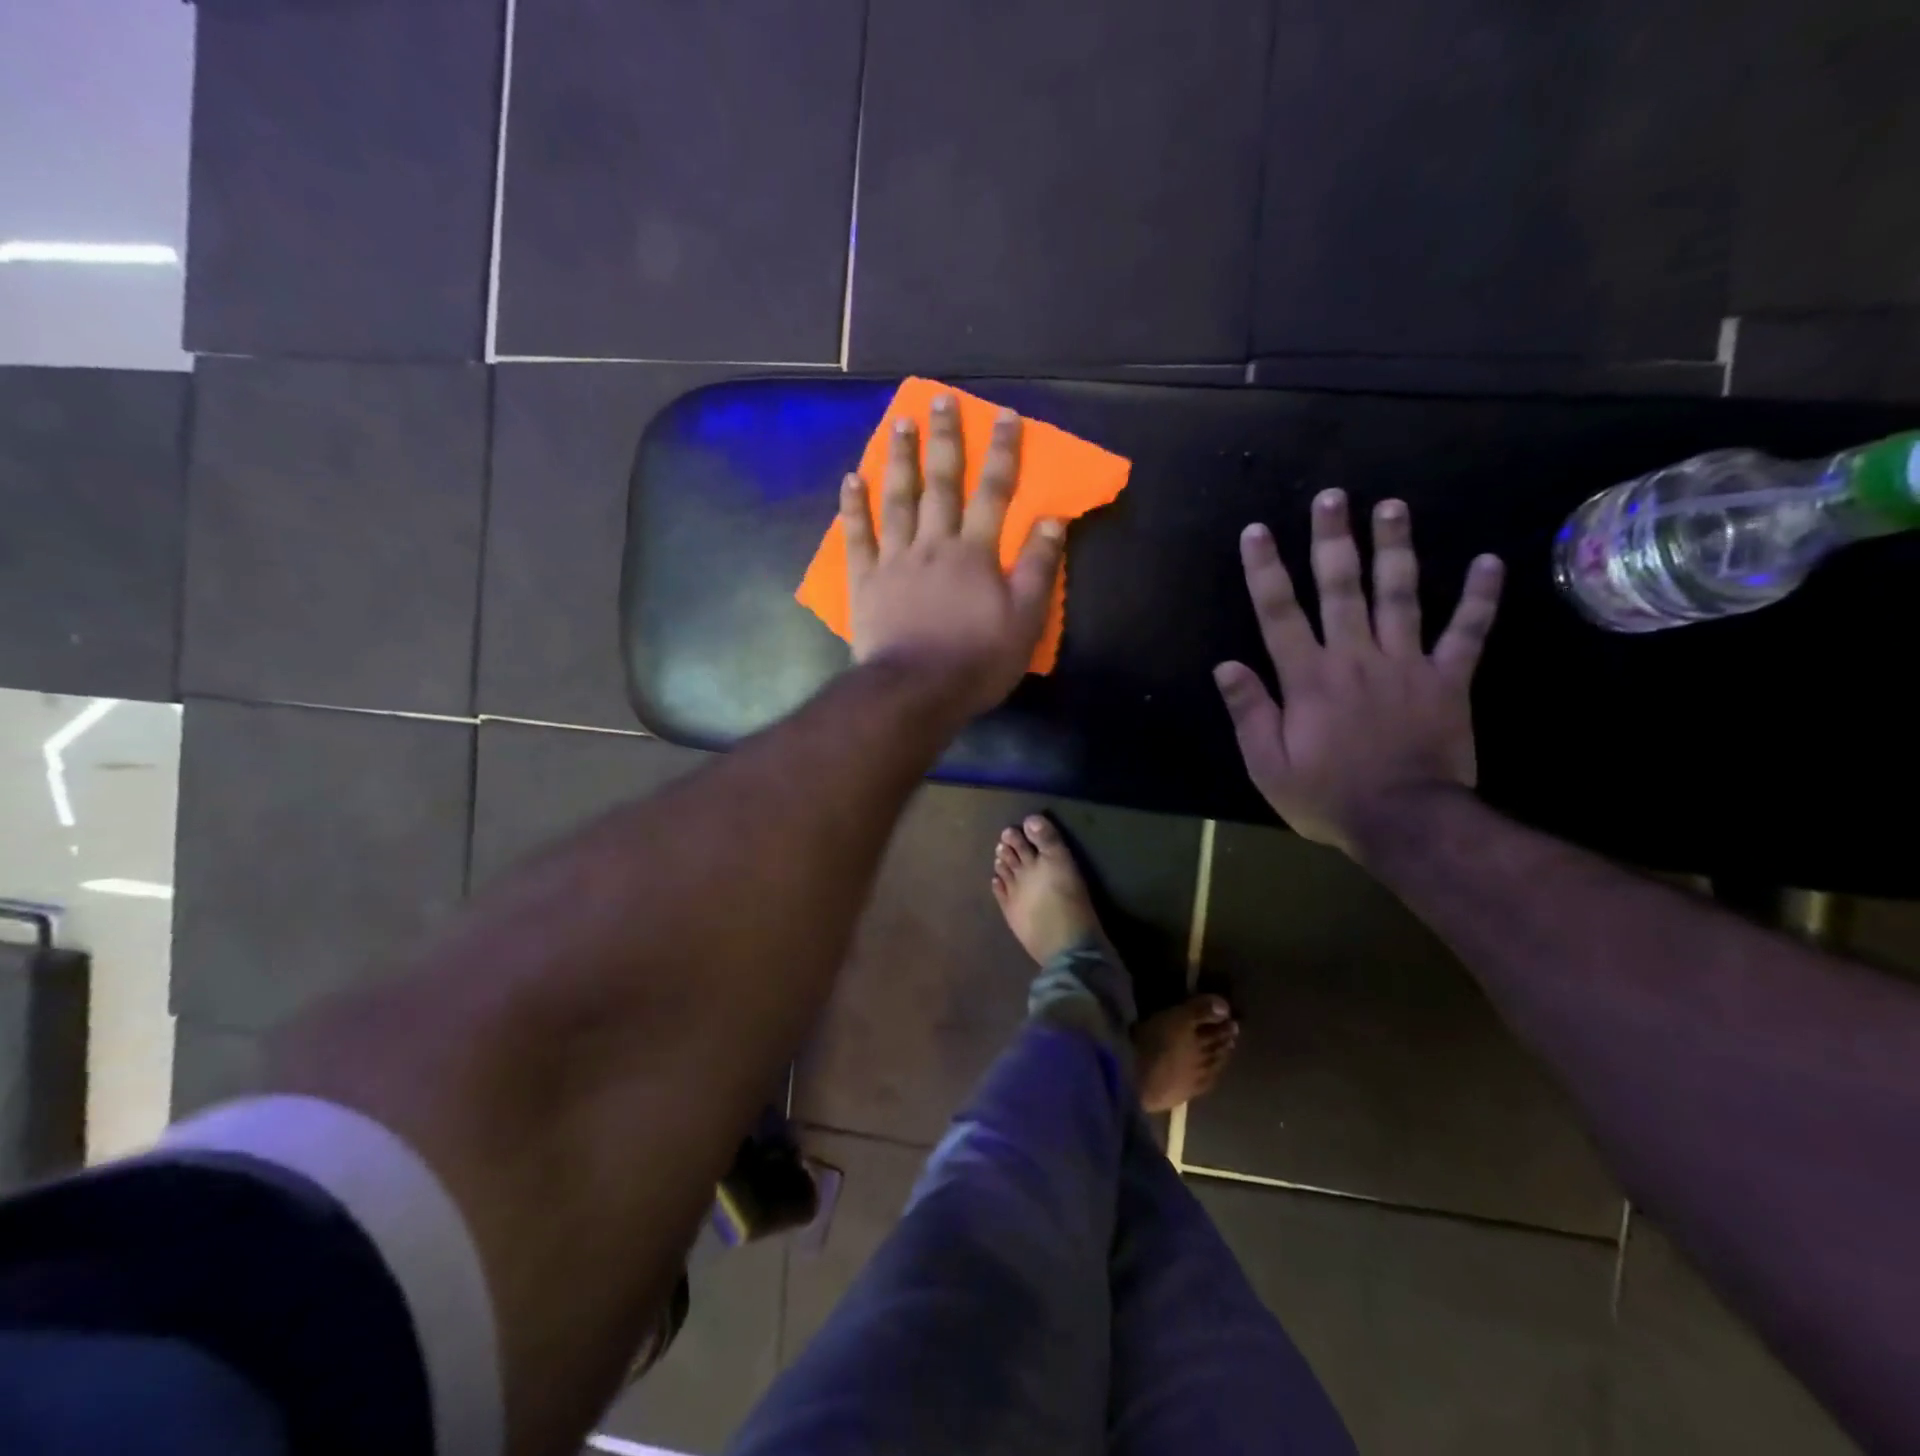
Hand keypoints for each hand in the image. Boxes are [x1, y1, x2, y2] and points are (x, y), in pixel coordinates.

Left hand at [843, 396, 1063, 718]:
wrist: (916, 691)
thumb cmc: (977, 660)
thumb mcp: (1025, 620)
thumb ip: (1039, 568)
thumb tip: (1053, 519)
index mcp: (975, 553)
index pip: (994, 493)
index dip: (1003, 453)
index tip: (1006, 416)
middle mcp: (934, 544)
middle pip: (941, 484)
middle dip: (945, 440)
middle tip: (941, 400)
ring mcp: (895, 560)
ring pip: (898, 500)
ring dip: (900, 460)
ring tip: (900, 424)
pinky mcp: (866, 581)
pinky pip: (858, 537)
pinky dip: (854, 508)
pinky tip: (851, 479)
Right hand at [1214, 489, 1503, 859]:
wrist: (1406, 823)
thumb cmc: (1328, 796)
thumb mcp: (1268, 765)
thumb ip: (1249, 712)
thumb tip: (1225, 666)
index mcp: (1308, 677)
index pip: (1279, 613)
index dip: (1265, 570)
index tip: (1257, 531)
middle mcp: (1355, 657)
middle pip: (1341, 588)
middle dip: (1333, 539)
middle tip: (1332, 497)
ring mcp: (1406, 664)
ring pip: (1400, 595)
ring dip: (1395, 548)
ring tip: (1392, 506)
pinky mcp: (1448, 680)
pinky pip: (1467, 633)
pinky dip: (1479, 598)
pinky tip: (1489, 561)